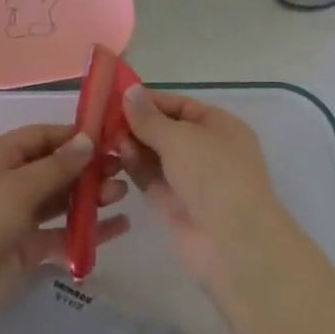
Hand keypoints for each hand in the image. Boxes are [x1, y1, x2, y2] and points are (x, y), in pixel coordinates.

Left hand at [0, 124, 128, 322]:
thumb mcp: (19, 186)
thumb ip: (57, 166)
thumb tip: (87, 140)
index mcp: (2, 156)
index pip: (43, 136)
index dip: (74, 136)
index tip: (109, 137)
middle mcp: (13, 181)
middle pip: (57, 167)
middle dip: (88, 167)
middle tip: (123, 168)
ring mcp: (22, 215)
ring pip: (63, 200)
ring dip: (91, 196)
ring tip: (122, 194)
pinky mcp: (30, 247)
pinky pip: (65, 233)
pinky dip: (89, 230)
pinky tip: (119, 227)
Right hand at [119, 87, 285, 285]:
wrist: (231, 242)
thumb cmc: (213, 174)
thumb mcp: (179, 137)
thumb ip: (149, 118)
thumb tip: (130, 91)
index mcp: (220, 127)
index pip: (180, 106)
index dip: (150, 101)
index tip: (116, 96)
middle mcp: (207, 151)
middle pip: (165, 131)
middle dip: (137, 125)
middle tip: (102, 119)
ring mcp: (191, 180)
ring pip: (155, 156)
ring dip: (132, 146)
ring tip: (107, 140)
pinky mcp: (175, 205)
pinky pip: (150, 179)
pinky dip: (134, 168)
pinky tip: (116, 159)